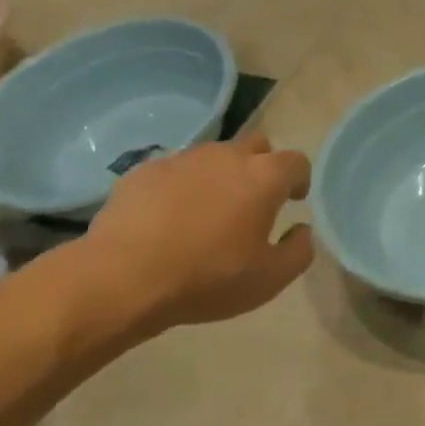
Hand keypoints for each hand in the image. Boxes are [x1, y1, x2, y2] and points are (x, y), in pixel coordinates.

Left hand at [86, 133, 313, 329]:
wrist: (122, 278)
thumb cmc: (207, 278)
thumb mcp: (270, 279)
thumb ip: (299, 251)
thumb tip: (302, 230)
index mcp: (264, 176)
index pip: (296, 161)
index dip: (299, 179)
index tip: (293, 200)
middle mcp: (228, 156)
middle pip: (256, 146)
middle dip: (261, 166)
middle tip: (253, 201)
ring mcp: (183, 158)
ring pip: (213, 156)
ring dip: (219, 175)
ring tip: (207, 210)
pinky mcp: (145, 170)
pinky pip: (174, 171)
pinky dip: (180, 187)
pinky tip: (167, 218)